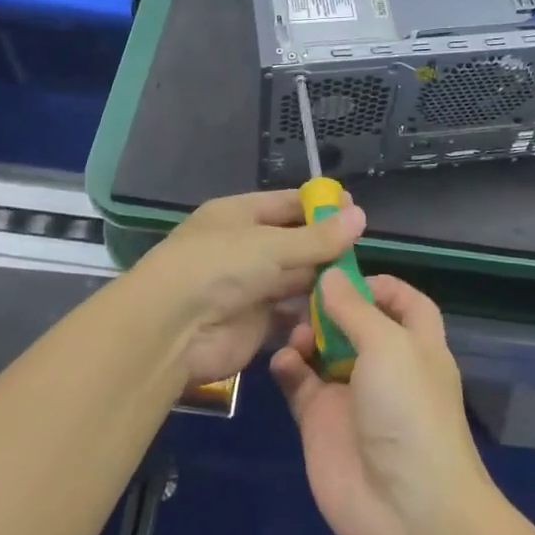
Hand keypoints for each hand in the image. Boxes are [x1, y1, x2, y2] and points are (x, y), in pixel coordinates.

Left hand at [131, 189, 366, 384]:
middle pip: (293, 242)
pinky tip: (340, 311)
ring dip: (321, 281)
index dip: (320, 206)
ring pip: (294, 278)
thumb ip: (318, 238)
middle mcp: (244, 247)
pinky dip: (311, 313)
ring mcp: (249, 287)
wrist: (172, 329)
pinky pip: (290, 313)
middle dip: (325, 246)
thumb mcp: (271, 245)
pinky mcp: (254, 324)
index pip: (287, 204)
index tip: (355, 210)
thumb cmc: (219, 266)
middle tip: (363, 251)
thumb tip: (361, 216)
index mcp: (239, 215)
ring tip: (359, 282)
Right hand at [271, 272, 490, 534]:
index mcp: (417, 344)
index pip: (403, 301)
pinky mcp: (321, 423)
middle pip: (355, 322)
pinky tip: (282, 361)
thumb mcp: (389, 346)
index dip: (378, 284)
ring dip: (305, 333)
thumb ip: (355, 309)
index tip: (342, 271)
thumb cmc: (410, 412)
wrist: (407, 512)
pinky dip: (288, 367)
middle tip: (299, 292)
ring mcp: (351, 394)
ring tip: (292, 329)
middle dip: (329, 305)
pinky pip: (299, 384)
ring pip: (322, 350)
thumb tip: (329, 275)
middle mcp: (385, 365)